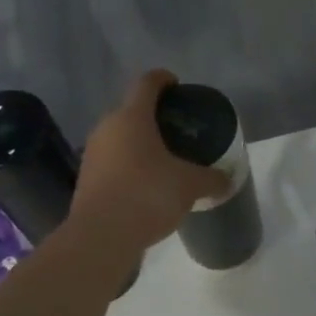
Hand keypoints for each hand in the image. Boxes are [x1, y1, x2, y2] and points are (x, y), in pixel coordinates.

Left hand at [69, 70, 229, 254]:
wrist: (101, 236)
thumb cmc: (147, 195)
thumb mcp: (189, 185)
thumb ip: (211, 179)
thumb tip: (228, 180)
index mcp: (132, 117)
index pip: (147, 83)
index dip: (164, 79)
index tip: (178, 85)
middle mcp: (107, 127)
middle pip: (131, 110)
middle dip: (154, 116)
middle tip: (178, 128)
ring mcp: (93, 153)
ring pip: (120, 137)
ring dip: (140, 142)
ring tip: (165, 157)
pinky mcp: (87, 178)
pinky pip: (113, 161)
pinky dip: (130, 164)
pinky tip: (147, 182)